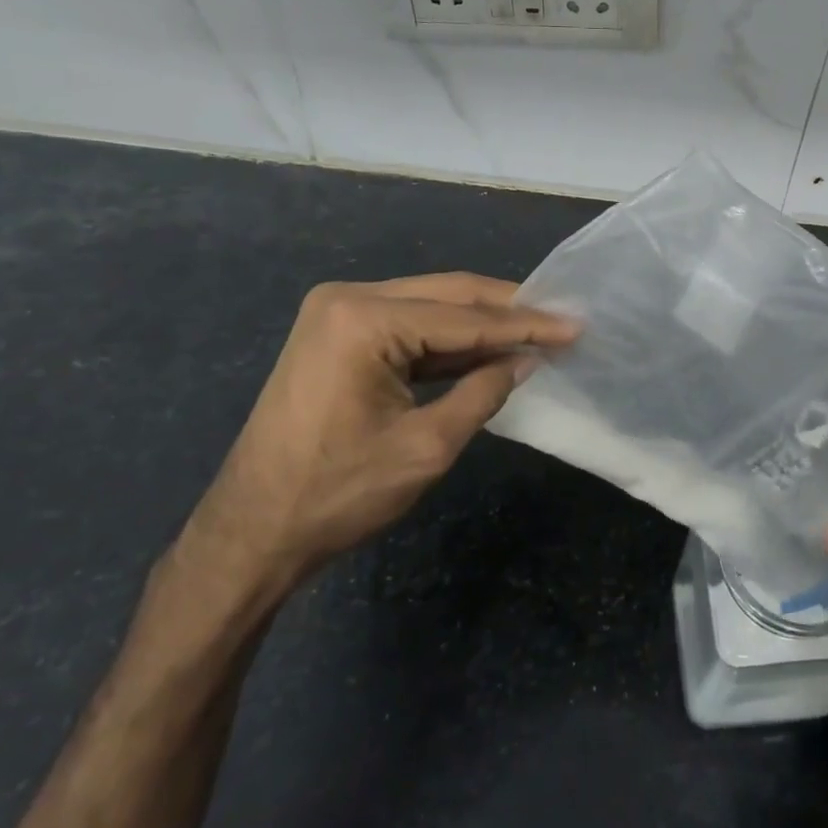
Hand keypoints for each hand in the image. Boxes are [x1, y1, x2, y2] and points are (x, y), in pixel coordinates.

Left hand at [183, 273, 577, 593]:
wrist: (252, 532)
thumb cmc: (337, 494)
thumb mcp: (426, 447)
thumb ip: (483, 393)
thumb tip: (526, 361)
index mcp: (363, 319)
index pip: (465, 317)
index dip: (526, 325)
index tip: (575, 326)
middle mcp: (347, 299)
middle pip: (448, 295)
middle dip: (508, 310)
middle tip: (562, 319)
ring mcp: (336, 314)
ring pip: (429, 307)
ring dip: (481, 324)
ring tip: (537, 331)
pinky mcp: (336, 334)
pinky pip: (406, 326)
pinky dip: (448, 340)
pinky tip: (487, 348)